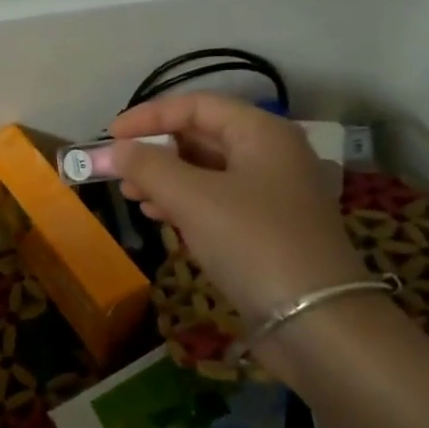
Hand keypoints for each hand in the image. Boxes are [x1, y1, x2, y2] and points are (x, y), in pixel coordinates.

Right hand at [110, 94, 365, 321]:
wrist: (316, 321)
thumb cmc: (253, 243)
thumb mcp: (194, 199)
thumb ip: (149, 167)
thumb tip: (117, 150)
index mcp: (263, 133)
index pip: (198, 105)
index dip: (151, 115)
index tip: (112, 135)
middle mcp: (272, 155)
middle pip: (204, 136)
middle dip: (157, 149)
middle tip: (119, 169)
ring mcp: (273, 195)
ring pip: (208, 172)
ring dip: (166, 178)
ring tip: (131, 195)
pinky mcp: (267, 230)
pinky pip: (217, 202)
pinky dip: (185, 204)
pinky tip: (158, 216)